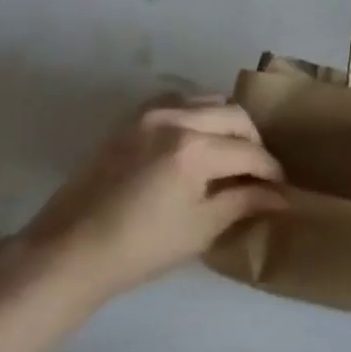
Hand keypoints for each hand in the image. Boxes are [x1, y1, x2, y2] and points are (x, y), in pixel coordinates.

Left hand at [22, 96, 283, 305]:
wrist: (69, 251)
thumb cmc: (140, 248)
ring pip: (207, 100)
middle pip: (234, 116)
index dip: (271, 171)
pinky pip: (176, 101)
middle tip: (258, 171)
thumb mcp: (201, 228)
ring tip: (229, 153)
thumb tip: (281, 196)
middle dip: (253, 142)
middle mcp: (175, 119)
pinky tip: (196, 140)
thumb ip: (244, 202)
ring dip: (226, 122)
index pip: (249, 152)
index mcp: (194, 148)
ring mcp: (149, 114)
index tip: (281, 188)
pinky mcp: (130, 120)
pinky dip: (196, 114)